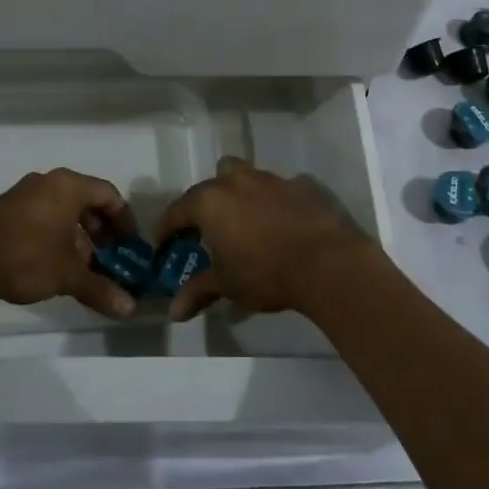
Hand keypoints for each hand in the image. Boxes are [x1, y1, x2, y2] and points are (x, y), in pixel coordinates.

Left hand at [0, 168, 141, 318]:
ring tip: (86, 268)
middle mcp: (48, 182)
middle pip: (87, 201)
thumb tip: (129, 308)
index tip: (132, 246)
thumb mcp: (67, 275)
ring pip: (64, 210)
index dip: (125, 221)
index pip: (109, 195)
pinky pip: (44, 216)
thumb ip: (100, 288)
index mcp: (68, 186)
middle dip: (103, 232)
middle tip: (112, 258)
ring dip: (80, 237)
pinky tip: (56, 265)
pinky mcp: (7, 210)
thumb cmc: (25, 256)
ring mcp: (24, 194)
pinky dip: (58, 236)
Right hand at [153, 157, 381, 321]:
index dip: (166, 228)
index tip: (162, 244)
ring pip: (244, 176)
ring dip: (237, 194)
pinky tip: (279, 222)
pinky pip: (277, 188)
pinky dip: (272, 201)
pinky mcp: (300, 185)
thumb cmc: (265, 273)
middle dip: (204, 203)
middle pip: (210, 183)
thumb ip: (198, 292)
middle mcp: (236, 181)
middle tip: (206, 230)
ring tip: (243, 221)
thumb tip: (174, 312)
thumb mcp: (227, 285)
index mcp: (210, 201)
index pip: (177, 211)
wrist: (326, 263)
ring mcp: (270, 179)